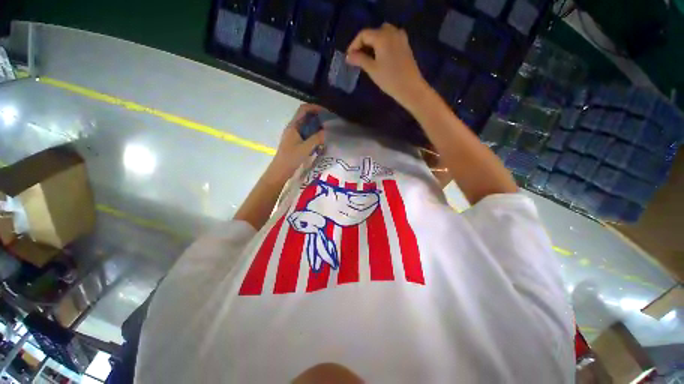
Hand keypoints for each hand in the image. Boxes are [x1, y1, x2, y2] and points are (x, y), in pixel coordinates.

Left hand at [266, 104, 325, 183]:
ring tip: (327, 130)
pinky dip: (314, 134)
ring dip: (317, 126)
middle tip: (329, 122)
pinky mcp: (296, 142)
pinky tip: (321, 140)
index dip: (315, 108)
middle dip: (318, 117)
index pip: (304, 109)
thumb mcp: (305, 148)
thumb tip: (326, 131)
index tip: (326, 112)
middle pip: (306, 116)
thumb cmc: (291, 158)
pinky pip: (307, 134)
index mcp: (293, 126)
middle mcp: (293, 128)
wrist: (280, 170)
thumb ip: (316, 139)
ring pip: (307, 126)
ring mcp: (294, 135)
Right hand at [346, 23, 429, 108]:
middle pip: (373, 33)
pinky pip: (390, 38)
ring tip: (367, 58)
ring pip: (382, 34)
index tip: (349, 57)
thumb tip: (348, 56)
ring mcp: (400, 37)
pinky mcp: (405, 44)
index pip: (363, 34)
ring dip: (373, 43)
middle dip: (363, 44)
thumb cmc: (390, 79)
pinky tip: (379, 57)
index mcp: (382, 36)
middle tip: (357, 58)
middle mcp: (392, 32)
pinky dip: (382, 44)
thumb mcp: (372, 69)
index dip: (354, 45)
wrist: (410, 88)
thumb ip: (359, 60)